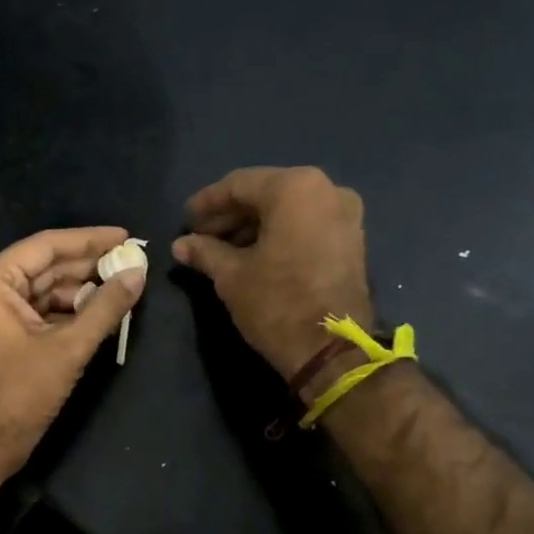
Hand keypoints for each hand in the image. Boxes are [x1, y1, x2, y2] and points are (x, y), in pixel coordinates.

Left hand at [0, 226, 145, 474]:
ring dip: (80, 291)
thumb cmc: (19, 393)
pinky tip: (99, 312)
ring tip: (122, 288)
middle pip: (45, 267)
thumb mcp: (68, 348)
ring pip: (43, 291)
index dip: (89, 240)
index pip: (46, 246)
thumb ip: (105, 307)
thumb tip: (138, 274)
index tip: (126, 236)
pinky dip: (66, 313)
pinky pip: (37, 313)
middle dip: (88, 267)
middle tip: (131, 263)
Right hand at [172, 167, 372, 377]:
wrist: (331, 348)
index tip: (185, 219)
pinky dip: (279, 235)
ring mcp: (345, 214)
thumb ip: (205, 252)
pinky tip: (253, 256)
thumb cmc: (276, 303)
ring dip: (253, 227)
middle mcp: (326, 190)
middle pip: (266, 194)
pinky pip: (306, 226)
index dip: (207, 202)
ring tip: (222, 251)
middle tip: (201, 237)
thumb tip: (180, 245)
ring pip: (287, 211)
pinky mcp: (352, 241)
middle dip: (231, 215)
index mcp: (294, 188)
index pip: (239, 184)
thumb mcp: (231, 276)